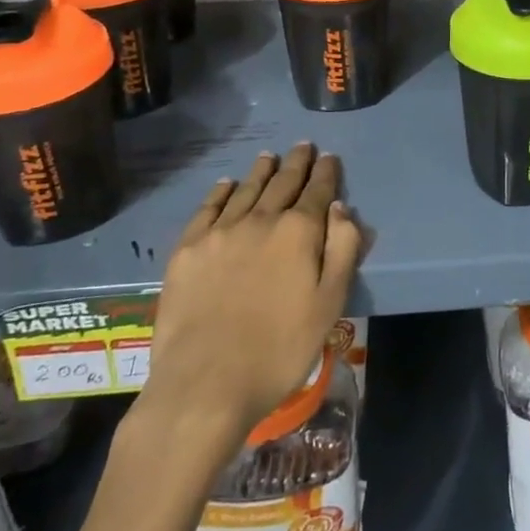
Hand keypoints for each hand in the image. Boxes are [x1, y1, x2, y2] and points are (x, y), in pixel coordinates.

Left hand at [137, 144, 361, 447]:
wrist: (205, 383)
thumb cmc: (279, 350)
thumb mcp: (329, 304)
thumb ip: (341, 250)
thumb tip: (340, 207)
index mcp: (298, 232)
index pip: (317, 191)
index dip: (325, 172)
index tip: (329, 157)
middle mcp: (260, 220)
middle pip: (282, 183)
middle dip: (296, 163)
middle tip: (303, 146)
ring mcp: (220, 232)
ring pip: (245, 189)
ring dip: (261, 171)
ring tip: (269, 157)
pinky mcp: (188, 249)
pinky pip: (208, 208)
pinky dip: (220, 192)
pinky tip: (226, 184)